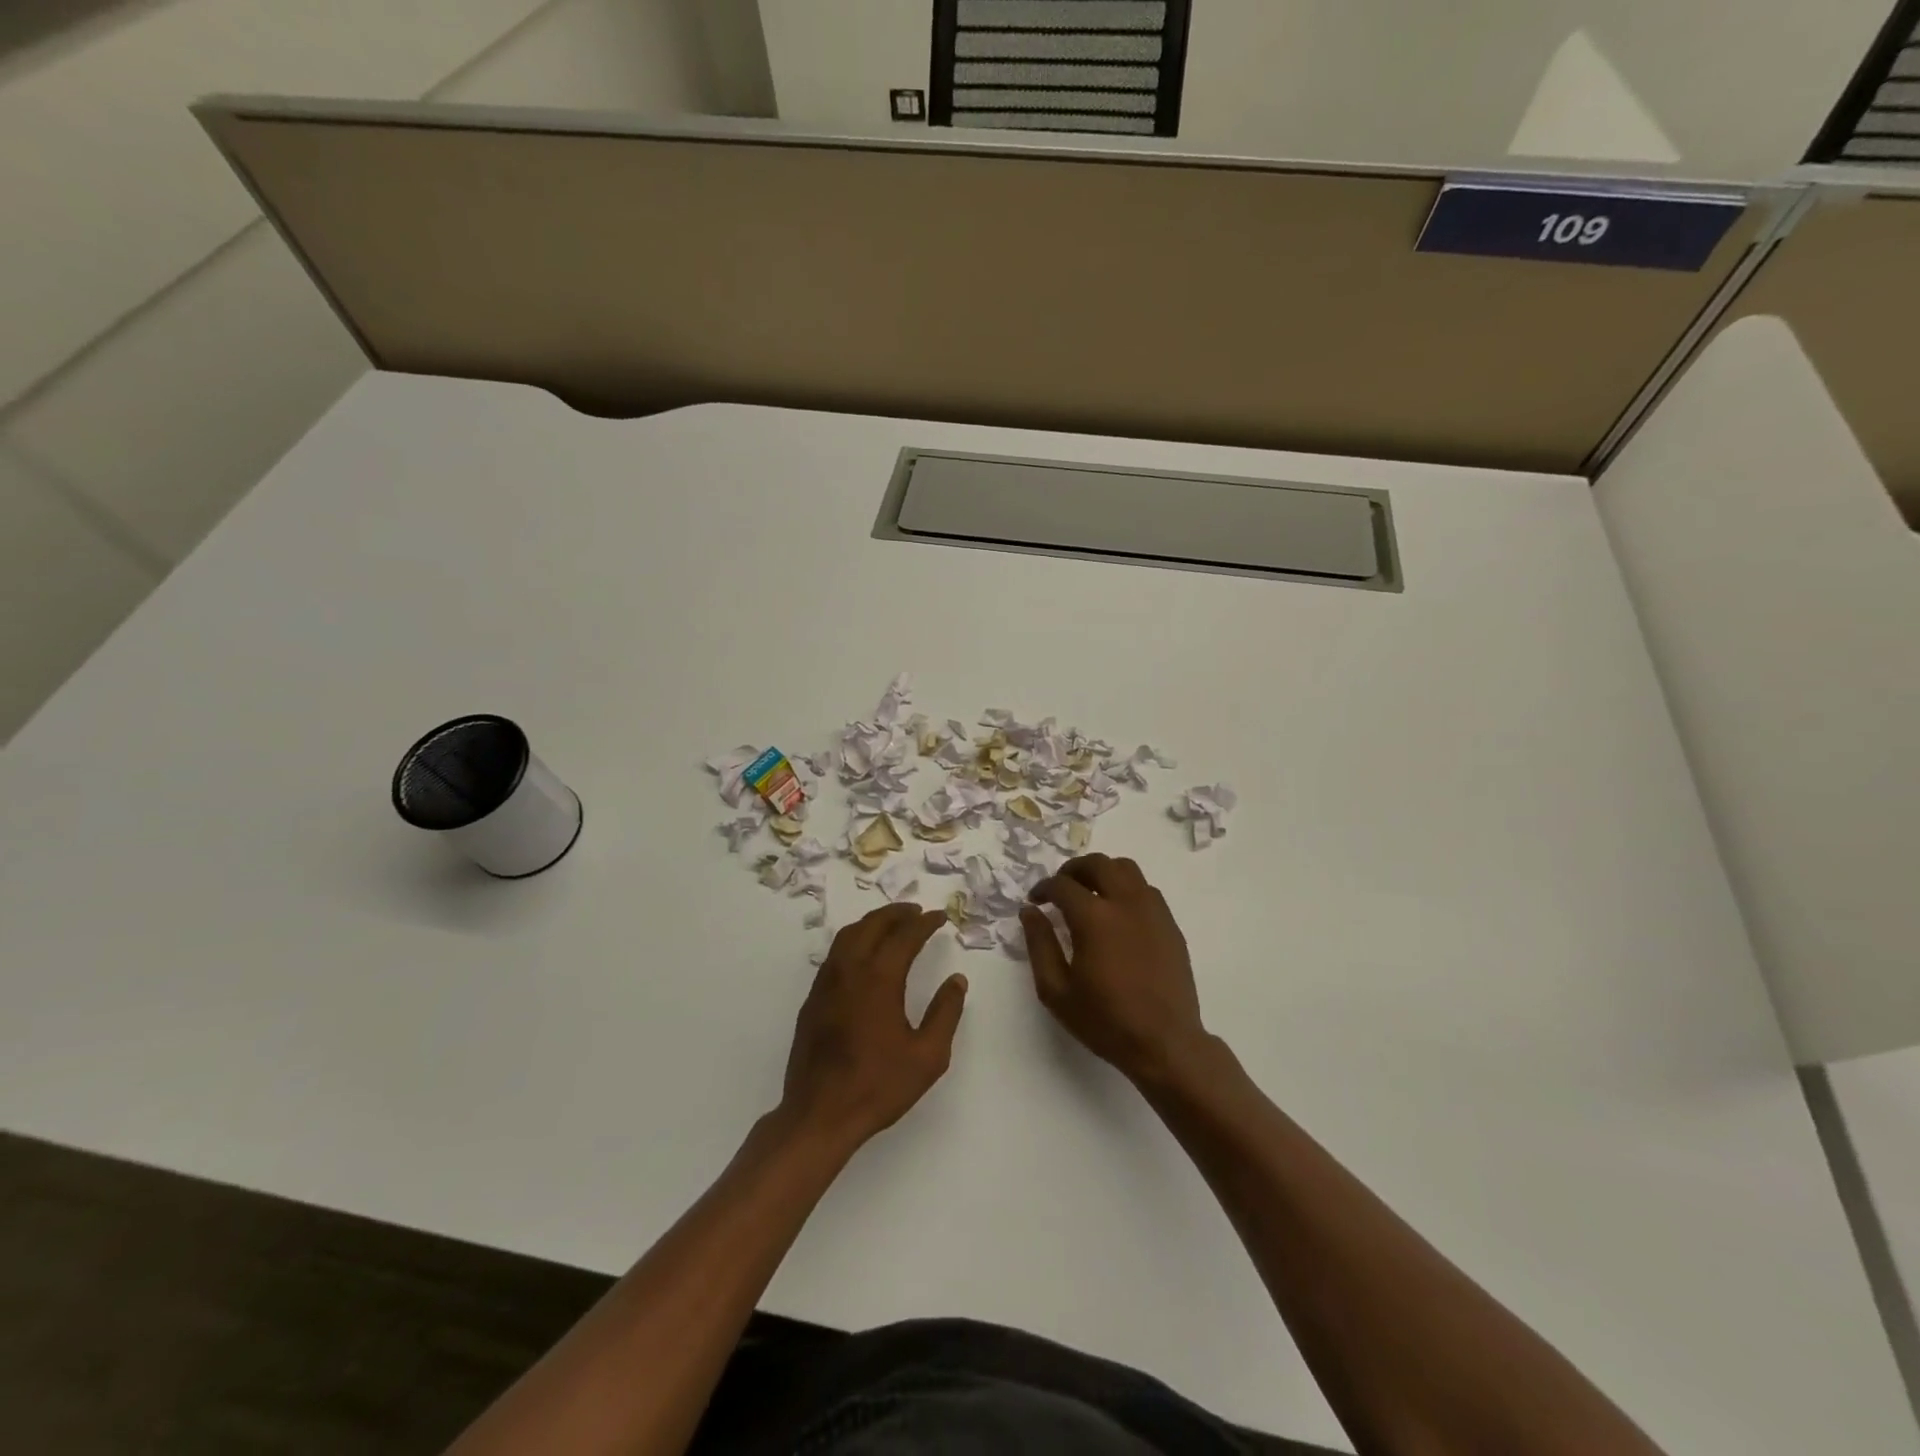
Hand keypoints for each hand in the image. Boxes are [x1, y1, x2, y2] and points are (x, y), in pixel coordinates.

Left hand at [780, 903, 967, 1150]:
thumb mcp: (927, 1056)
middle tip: (916, 912)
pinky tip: (864, 954)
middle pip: (872, 925)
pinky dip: (854, 940)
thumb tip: (956, 980)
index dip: (924, 923)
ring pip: (848, 935)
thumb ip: (946, 1013)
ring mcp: (826, 983)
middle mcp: (849, 970)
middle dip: (896, 913)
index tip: (939, 917)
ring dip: (872, 923)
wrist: (820, 1114)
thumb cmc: (878, 1086)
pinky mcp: (813, 999)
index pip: (904, 936)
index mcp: (879, 978)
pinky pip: (835, 954)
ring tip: (892, 924)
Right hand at [1022, 854, 1207, 1085]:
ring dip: (1103, 873)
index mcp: (1094, 918)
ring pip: (1126, 869)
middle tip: (1060, 888)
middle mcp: (1125, 903)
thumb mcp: (1056, 990)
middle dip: (1073, 870)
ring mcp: (1152, 911)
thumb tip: (1030, 911)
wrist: (1164, 1043)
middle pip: (1097, 863)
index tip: (1036, 900)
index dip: (1043, 888)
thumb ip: (1039, 944)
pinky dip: (1126, 888)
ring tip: (1090, 894)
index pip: (1062, 885)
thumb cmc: (1105, 1021)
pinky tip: (1118, 914)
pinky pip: (1146, 889)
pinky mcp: (1170, 924)